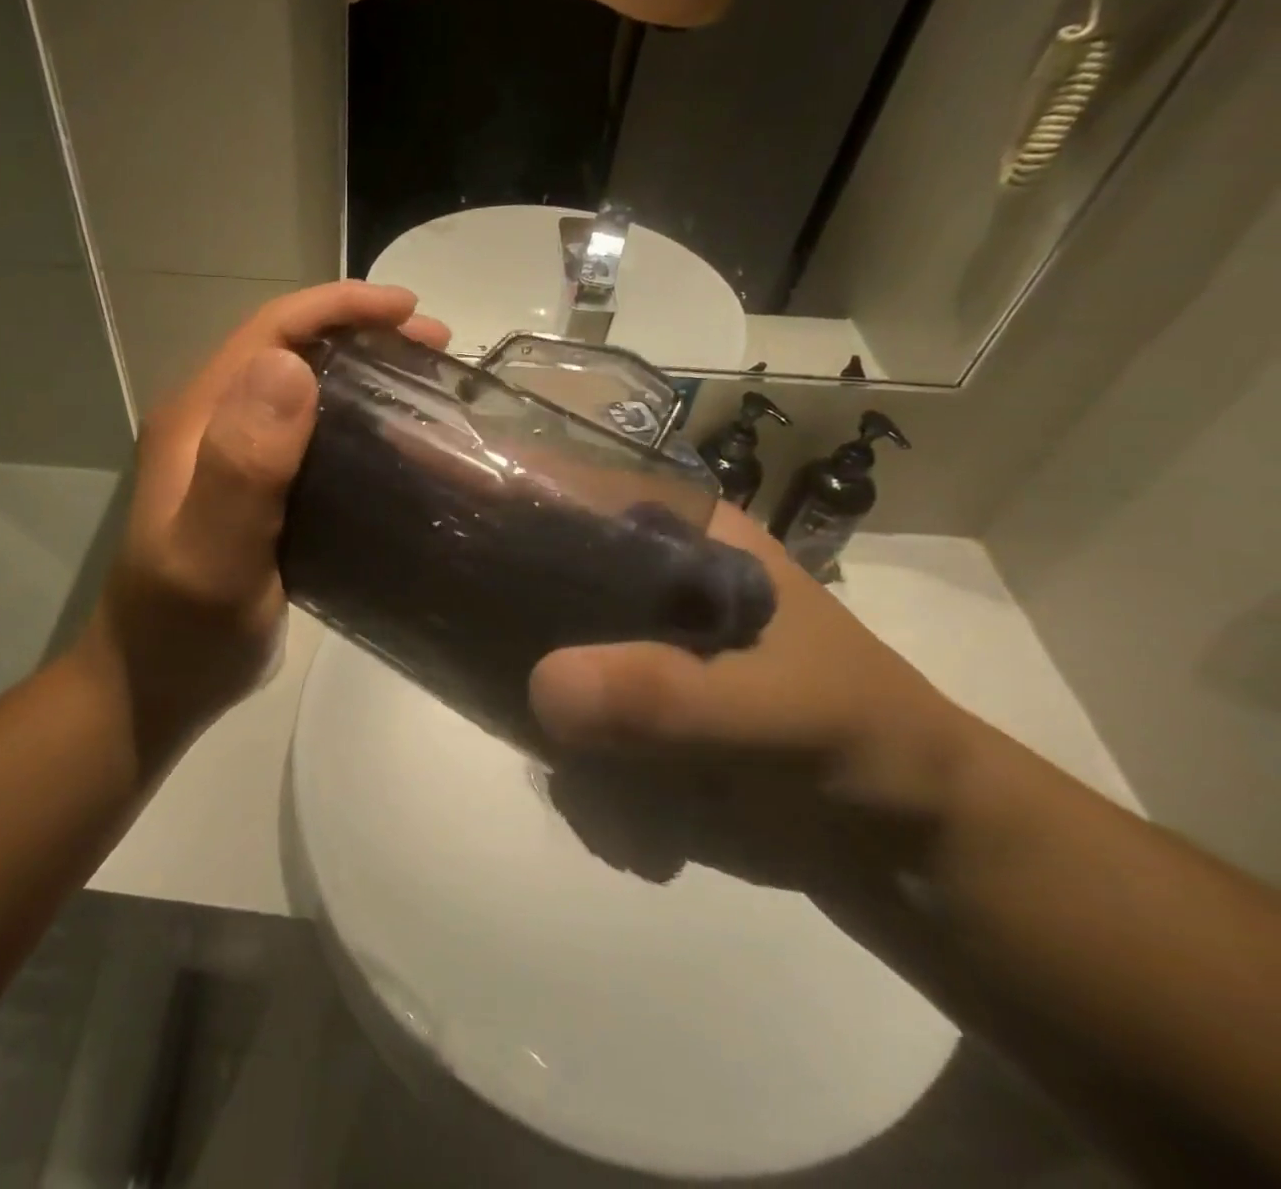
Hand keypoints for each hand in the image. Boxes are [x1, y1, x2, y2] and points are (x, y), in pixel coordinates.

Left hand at [80, 282, 450, 763]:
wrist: (154, 687)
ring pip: (303, 391)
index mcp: (197, 418)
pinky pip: (309, 437)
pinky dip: (355, 424)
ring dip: (363, 376)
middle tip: (434, 350)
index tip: (411, 312)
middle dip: (362, 334)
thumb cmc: (183, 630)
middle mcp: (210, 424)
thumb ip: (242, 465)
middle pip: (291, 350)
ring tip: (427, 389)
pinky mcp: (252, 492)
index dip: (338, 307)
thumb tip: (289, 363)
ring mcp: (229, 458)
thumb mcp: (212, 553)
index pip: (269, 330)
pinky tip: (394, 446)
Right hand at [530, 507, 979, 853]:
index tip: (431, 503)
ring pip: (534, 669)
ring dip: (558, 738)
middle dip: (506, 633)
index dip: (500, 489)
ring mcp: (623, 655)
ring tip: (620, 794)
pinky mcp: (619, 718)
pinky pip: (558, 740)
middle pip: (533, 579)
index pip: (572, 492)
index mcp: (680, 539)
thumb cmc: (867, 742)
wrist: (912, 855)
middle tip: (497, 683)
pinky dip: (585, 790)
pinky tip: (645, 829)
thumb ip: (669, 695)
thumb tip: (542, 689)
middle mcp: (639, 586)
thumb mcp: (783, 710)